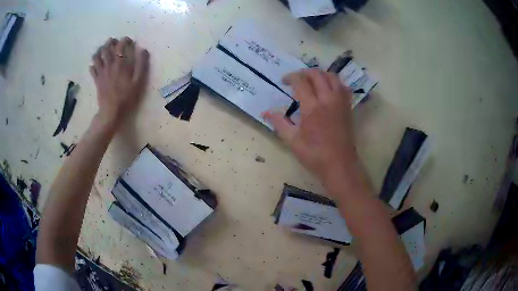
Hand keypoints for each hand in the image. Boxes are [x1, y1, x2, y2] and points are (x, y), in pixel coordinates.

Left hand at [89, 37, 149, 129]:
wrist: (111, 112)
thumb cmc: (126, 97)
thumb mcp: (138, 81)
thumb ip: (141, 64)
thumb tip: (143, 50)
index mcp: (120, 63)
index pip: (120, 46)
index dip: (124, 40)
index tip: (127, 39)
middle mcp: (109, 65)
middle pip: (106, 48)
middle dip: (110, 42)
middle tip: (113, 41)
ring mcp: (101, 72)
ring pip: (97, 57)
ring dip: (99, 50)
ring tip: (102, 49)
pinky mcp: (96, 80)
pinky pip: (92, 69)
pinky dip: (93, 65)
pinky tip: (95, 65)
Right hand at [263, 69, 357, 184]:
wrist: (340, 165)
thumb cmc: (315, 155)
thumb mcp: (293, 141)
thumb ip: (279, 123)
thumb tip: (265, 112)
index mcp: (312, 108)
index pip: (301, 82)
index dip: (290, 77)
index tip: (283, 81)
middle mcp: (328, 100)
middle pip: (317, 75)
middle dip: (304, 72)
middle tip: (296, 79)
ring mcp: (340, 103)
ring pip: (332, 77)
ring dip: (320, 74)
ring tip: (312, 81)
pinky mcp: (348, 108)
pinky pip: (343, 87)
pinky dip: (334, 83)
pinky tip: (328, 90)